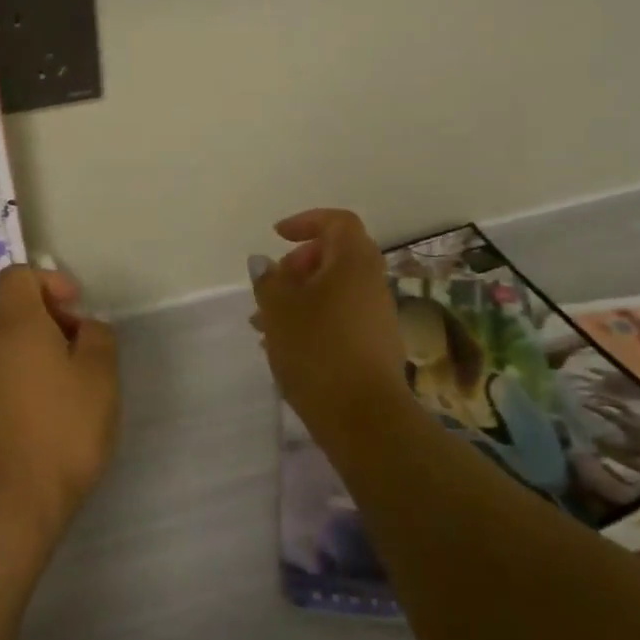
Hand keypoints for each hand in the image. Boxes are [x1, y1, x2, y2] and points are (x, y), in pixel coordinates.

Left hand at [0, 264, 118, 540]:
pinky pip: (5, 373)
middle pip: (13, 307)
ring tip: (75, 380)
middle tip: (83, 344)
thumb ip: (98, 336)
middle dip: (51, 316)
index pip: (18, 275)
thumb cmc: (64, 426)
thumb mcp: (100, 374)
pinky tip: (54, 409)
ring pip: (10, 343)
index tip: (77, 307)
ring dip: (41, 348)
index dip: (50, 280)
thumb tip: (84, 327)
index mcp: (17, 324)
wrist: (14, 498)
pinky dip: (29, 375)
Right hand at [250, 209, 407, 429]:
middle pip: (335, 256)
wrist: (363, 418)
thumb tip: (264, 263)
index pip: (338, 222)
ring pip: (333, 291)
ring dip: (299, 298)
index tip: (277, 236)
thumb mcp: (278, 309)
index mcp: (353, 262)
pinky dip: (312, 321)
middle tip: (270, 285)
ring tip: (263, 324)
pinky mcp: (373, 347)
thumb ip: (268, 279)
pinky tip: (284, 347)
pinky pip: (339, 318)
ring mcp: (376, 317)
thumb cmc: (317, 350)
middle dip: (297, 265)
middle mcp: (371, 283)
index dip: (307, 221)